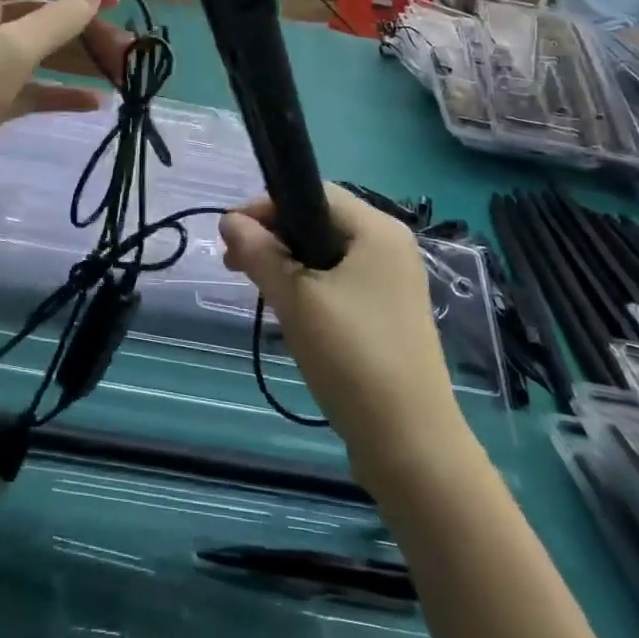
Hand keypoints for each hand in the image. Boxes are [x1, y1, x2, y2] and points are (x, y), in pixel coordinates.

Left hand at [0, 0, 131, 215]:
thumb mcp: (12, 49)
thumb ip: (59, 18)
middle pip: (40, 10)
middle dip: (83, 25)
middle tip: (125, 47)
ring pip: (38, 50)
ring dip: (78, 59)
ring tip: (121, 73)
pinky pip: (30, 87)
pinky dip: (59, 91)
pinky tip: (94, 103)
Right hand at [220, 185, 458, 484]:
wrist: (409, 444)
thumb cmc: (352, 356)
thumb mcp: (295, 299)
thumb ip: (259, 253)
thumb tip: (229, 220)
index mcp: (377, 230)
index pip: (313, 193)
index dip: (267, 207)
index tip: (231, 235)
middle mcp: (390, 248)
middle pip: (319, 223)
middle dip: (273, 238)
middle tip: (234, 265)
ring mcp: (392, 284)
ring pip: (325, 257)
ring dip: (286, 266)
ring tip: (258, 291)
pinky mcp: (387, 316)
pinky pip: (339, 284)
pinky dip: (308, 289)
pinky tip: (289, 314)